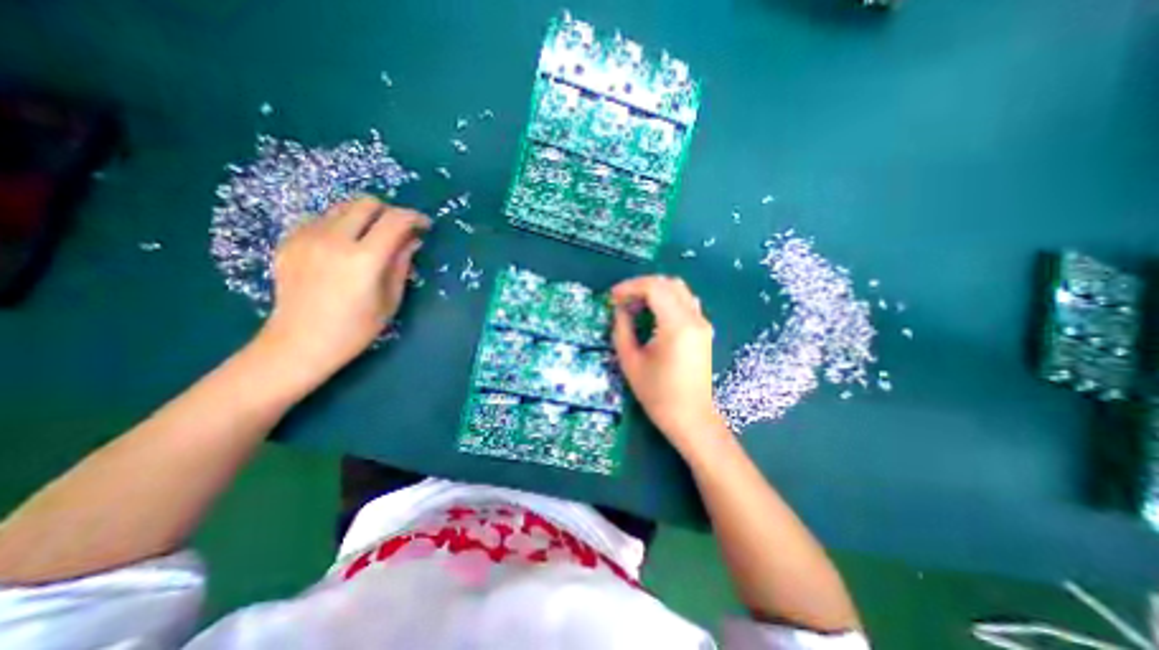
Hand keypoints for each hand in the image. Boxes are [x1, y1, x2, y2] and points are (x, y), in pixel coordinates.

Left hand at [253, 194, 432, 383]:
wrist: (299, 343)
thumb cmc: (355, 328)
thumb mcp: (390, 299)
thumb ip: (402, 264)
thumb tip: (413, 240)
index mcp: (364, 259)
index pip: (395, 220)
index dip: (414, 218)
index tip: (424, 226)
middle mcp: (334, 240)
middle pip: (366, 203)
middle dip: (389, 211)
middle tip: (398, 230)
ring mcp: (306, 238)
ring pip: (342, 207)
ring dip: (364, 216)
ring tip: (371, 238)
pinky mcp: (289, 241)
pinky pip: (320, 219)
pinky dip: (340, 225)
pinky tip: (343, 247)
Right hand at [611, 277, 727, 453]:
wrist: (690, 418)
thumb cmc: (657, 394)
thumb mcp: (631, 361)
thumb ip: (622, 329)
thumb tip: (620, 310)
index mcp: (677, 325)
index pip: (654, 288)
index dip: (630, 287)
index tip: (612, 298)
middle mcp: (694, 318)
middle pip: (668, 283)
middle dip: (641, 286)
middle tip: (622, 300)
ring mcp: (702, 323)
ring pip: (679, 290)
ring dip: (655, 291)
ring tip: (635, 306)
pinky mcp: (703, 330)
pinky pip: (685, 302)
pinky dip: (667, 300)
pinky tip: (652, 314)